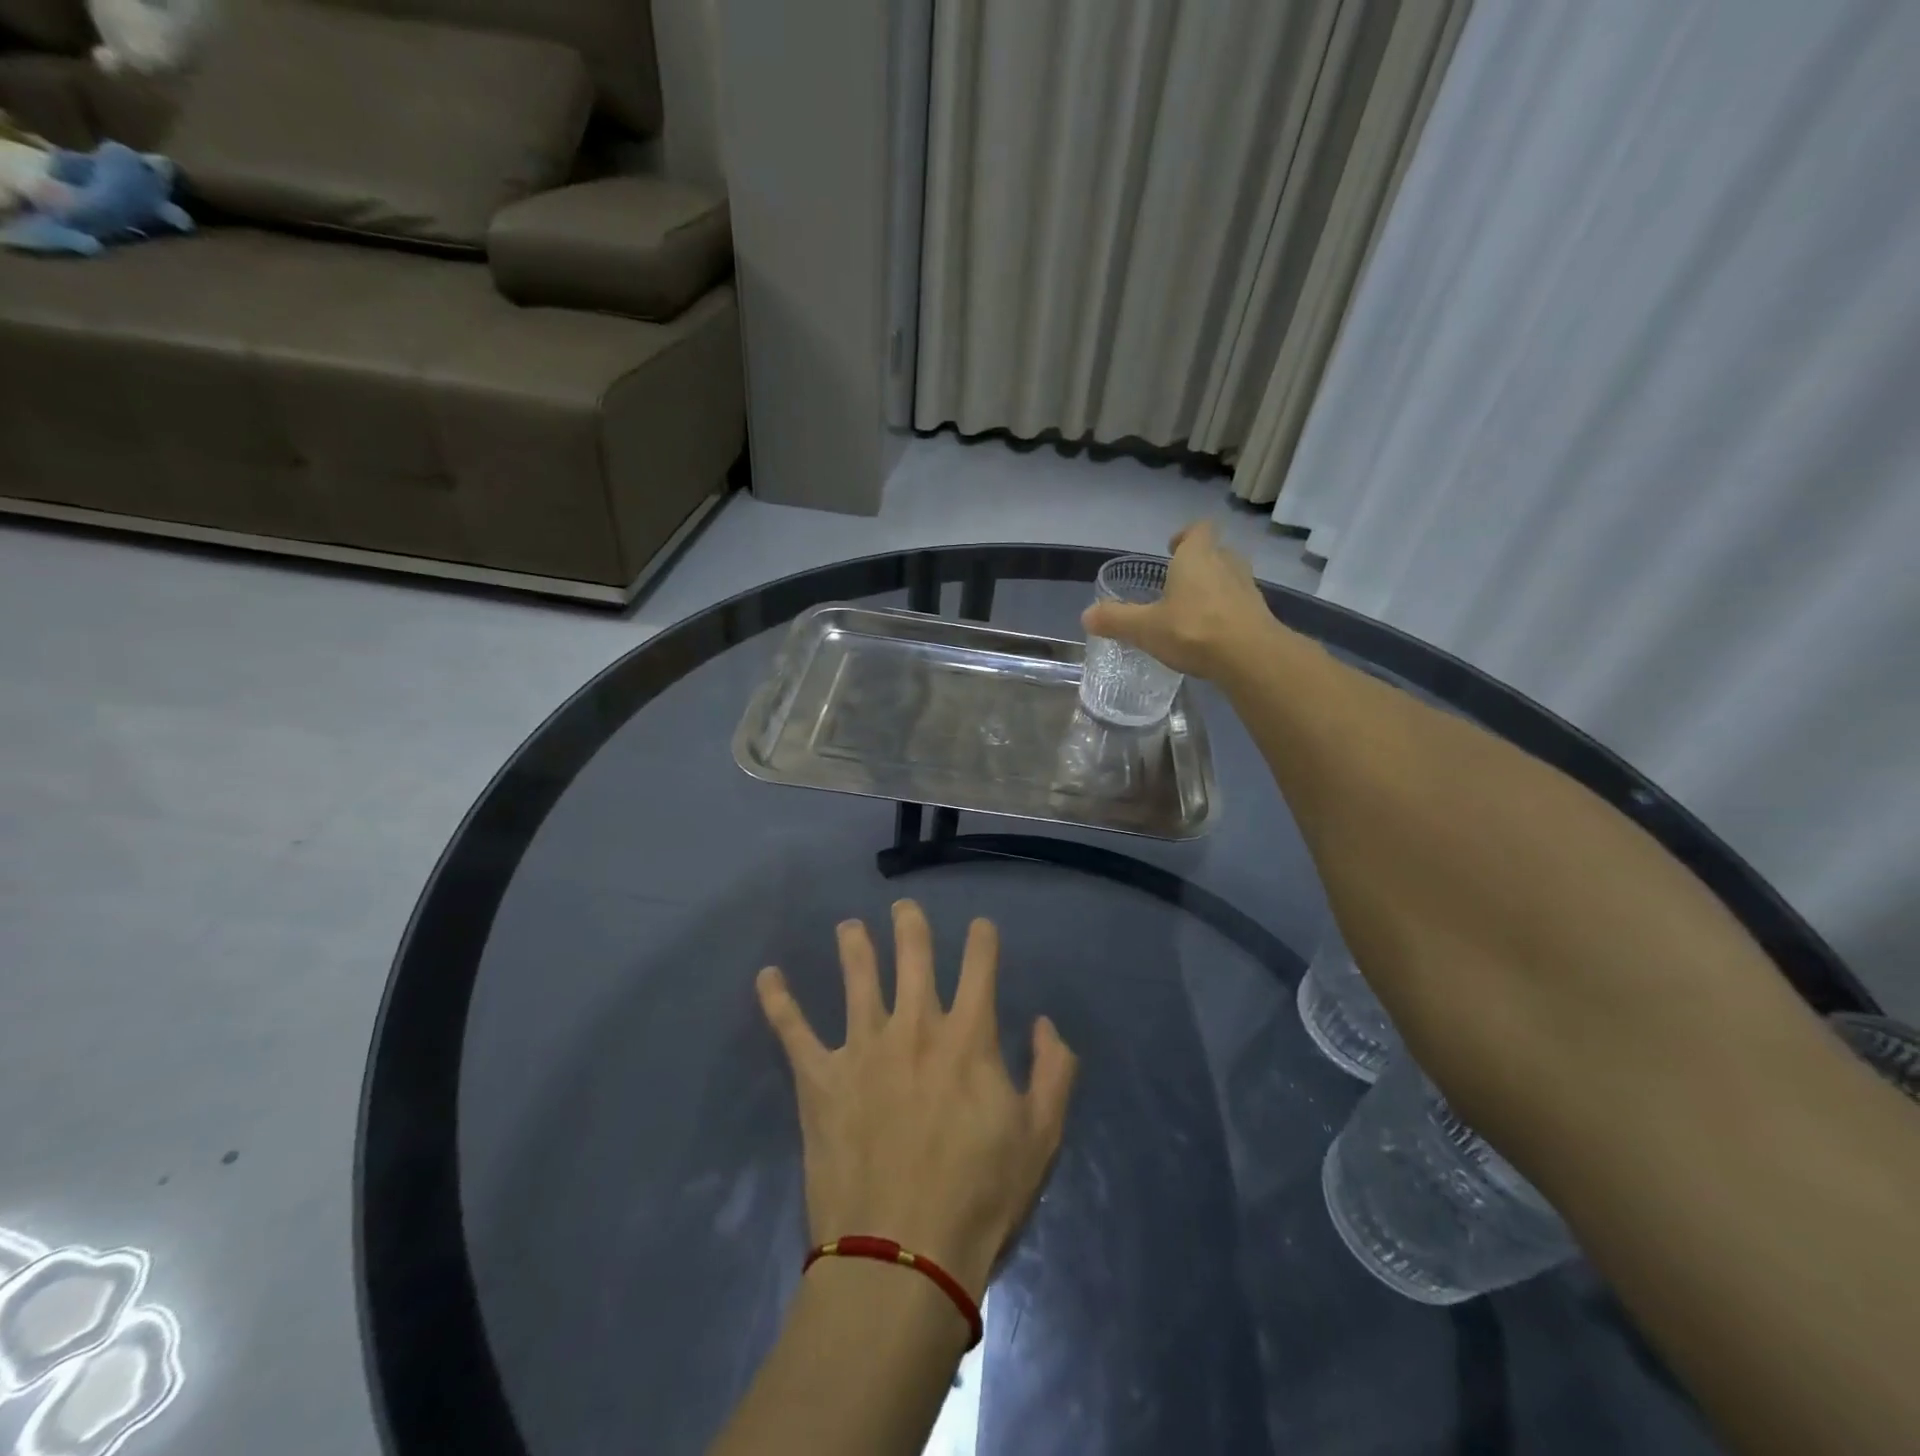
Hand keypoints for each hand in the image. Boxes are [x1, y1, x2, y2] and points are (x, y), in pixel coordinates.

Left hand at [756, 900, 1077, 1300]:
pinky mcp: (820, 1078)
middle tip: (904, 907)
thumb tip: (1045, 1024)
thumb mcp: (1041, 1136)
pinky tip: (767, 976)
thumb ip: (1053, 1071)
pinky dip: (778, 1000)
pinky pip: (793, 1029)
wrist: (903, 1255)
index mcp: (967, 1037)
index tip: (980, 928)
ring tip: (849, 927)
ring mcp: (863, 1047)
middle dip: (911, 925)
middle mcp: (914, 1026)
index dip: (982, 939)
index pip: (979, 966)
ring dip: (853, 946)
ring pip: (857, 977)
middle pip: (913, 956)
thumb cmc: (980, 1196)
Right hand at [1081, 520, 1275, 679]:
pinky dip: (1226, 613)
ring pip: (1230, 578)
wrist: (1250, 657)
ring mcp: (1247, 589)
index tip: (1173, 547)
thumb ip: (1115, 620)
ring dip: (1214, 588)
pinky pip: (1239, 605)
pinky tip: (1212, 634)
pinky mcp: (1260, 614)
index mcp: (1197, 557)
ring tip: (1194, 609)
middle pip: (1216, 552)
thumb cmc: (1193, 630)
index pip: (1198, 529)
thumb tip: (1086, 616)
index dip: (1186, 535)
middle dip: (1199, 563)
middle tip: (1179, 582)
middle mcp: (1226, 564)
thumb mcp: (1144, 628)